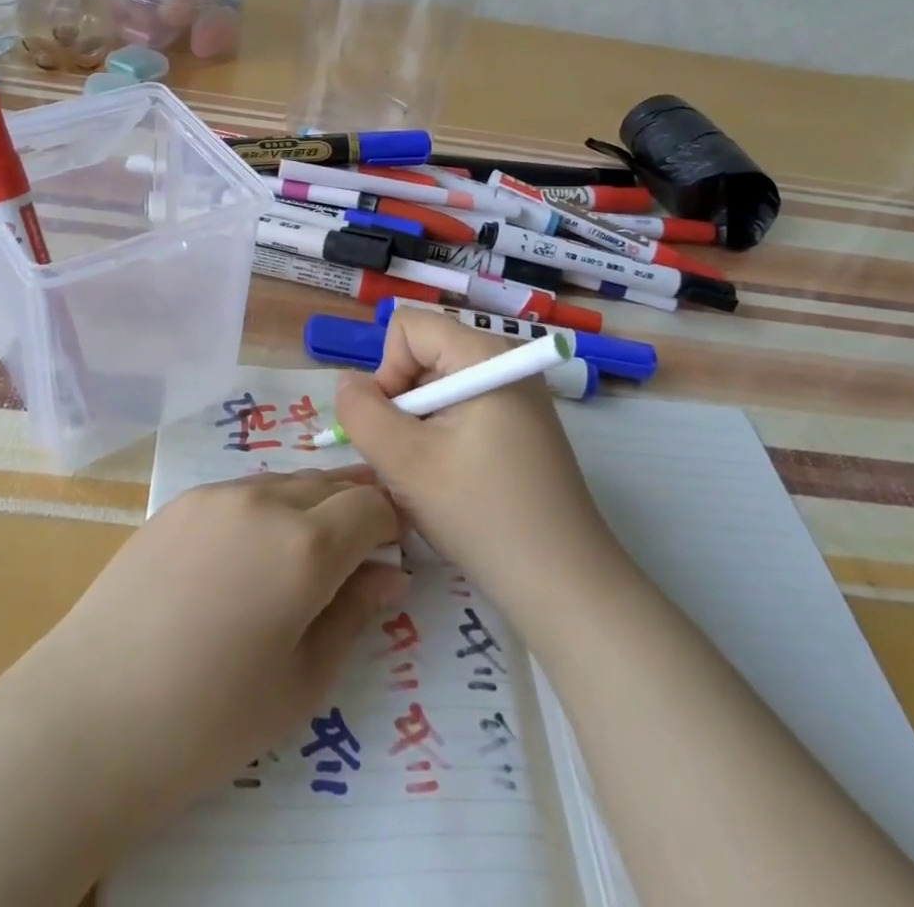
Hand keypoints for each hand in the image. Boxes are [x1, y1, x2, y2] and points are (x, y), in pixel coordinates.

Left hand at [22, 468, 404, 824]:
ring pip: (285, 481)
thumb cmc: (209, 719)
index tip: (393, 553)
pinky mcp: (178, 502)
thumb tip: (391, 576)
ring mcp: (216, 495)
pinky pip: (242, 492)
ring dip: (310, 504)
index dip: (392, 524)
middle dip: (355, 507)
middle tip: (359, 550)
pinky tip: (246, 556)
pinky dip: (265, 509)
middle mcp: (264, 501)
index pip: (372, 506)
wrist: (92, 713)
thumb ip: (354, 616)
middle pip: (330, 482)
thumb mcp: (301, 682)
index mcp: (305, 546)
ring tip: (303, 553)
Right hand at [335, 312, 623, 629]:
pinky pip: (461, 408)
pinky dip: (442, 438)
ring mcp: (517, 394)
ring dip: (419, 426)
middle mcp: (504, 362)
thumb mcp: (405, 463)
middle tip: (410, 460)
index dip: (387, 371)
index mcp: (483, 356)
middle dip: (402, 403)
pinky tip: (452, 482)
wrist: (566, 586)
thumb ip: (362, 412)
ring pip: (438, 386)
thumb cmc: (483, 516)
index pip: (408, 326)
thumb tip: (347, 381)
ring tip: (431, 478)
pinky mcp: (522, 424)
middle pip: (423, 354)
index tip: (396, 427)